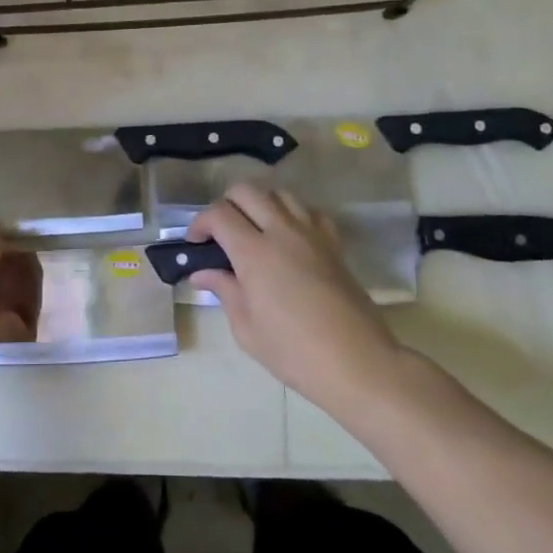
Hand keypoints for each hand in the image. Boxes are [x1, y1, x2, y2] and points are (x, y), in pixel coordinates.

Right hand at [187, 183, 401, 410]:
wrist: (357, 361)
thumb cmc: (293, 351)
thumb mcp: (247, 328)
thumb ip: (224, 291)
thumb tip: (203, 274)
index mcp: (254, 253)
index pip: (219, 214)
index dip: (200, 223)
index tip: (195, 243)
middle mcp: (282, 232)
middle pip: (247, 191)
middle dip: (226, 204)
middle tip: (220, 233)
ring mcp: (311, 234)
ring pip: (279, 194)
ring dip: (259, 204)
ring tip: (254, 231)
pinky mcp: (333, 243)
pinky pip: (309, 211)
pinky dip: (292, 214)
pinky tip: (288, 237)